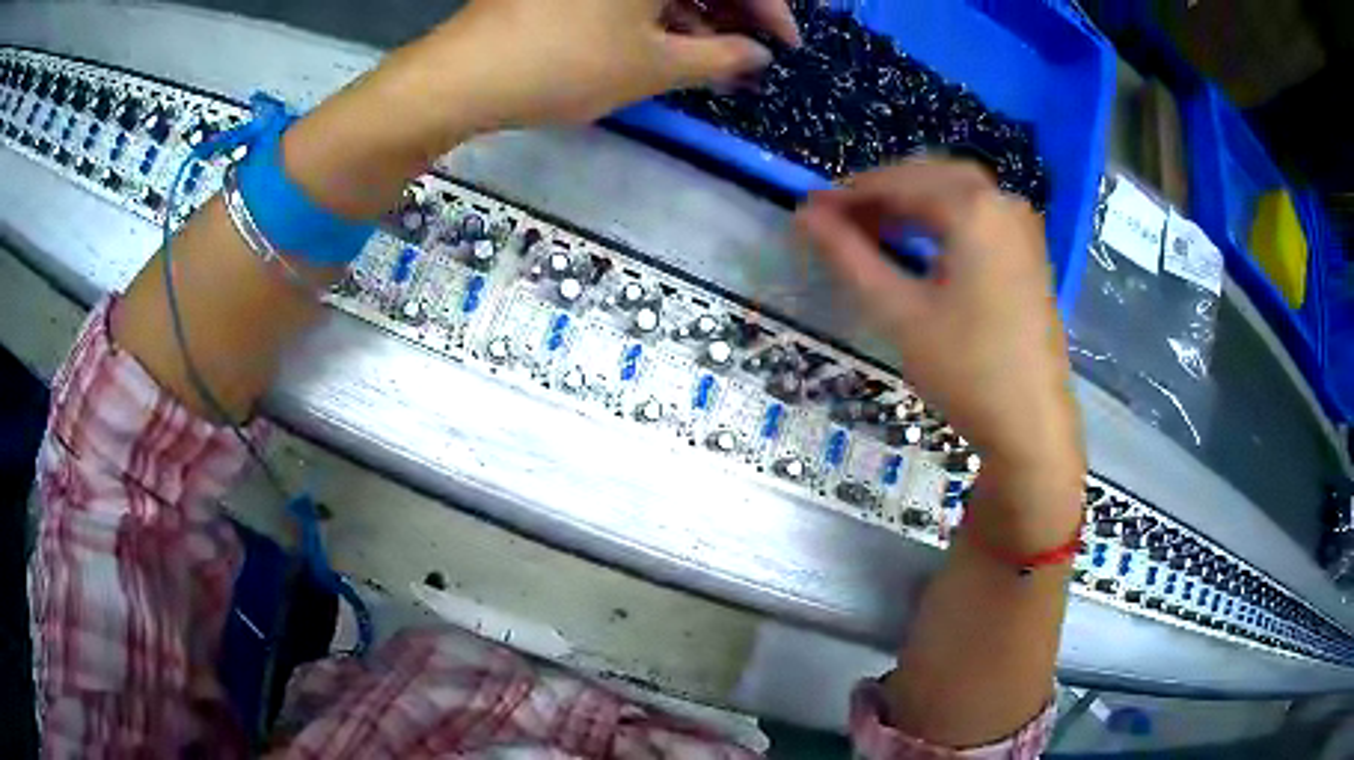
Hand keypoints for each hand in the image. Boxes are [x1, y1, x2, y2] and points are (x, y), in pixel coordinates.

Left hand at [281, 0, 794, 219]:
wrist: (462, 76)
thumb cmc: (565, 64)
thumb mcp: (654, 66)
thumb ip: (720, 58)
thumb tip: (757, 54)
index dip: (771, 9)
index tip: (787, 45)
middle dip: (734, 11)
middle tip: (749, 52)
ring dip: (697, 13)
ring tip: (713, 56)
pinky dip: (657, 11)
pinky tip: (668, 41)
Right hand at [796, 161, 1083, 490]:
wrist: (1032, 425)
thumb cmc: (967, 369)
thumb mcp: (899, 312)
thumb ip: (848, 256)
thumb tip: (804, 215)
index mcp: (973, 208)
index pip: (898, 182)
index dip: (849, 194)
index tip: (810, 210)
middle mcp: (1002, 202)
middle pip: (929, 176)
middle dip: (882, 192)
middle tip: (841, 221)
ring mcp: (1022, 226)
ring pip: (956, 192)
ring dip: (913, 202)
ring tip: (874, 231)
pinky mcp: (1029, 252)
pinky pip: (979, 214)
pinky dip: (944, 218)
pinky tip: (923, 244)